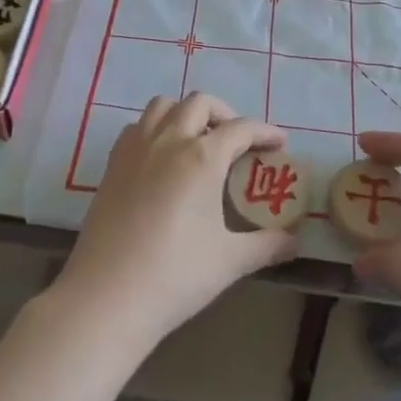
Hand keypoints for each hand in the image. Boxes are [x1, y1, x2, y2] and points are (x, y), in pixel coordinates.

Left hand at [53, 93, 299, 348]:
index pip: (241, 128)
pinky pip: (138, 126)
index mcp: (202, 157)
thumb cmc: (175, 276)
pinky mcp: (113, 163)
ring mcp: (137, 148)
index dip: (265, 132)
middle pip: (200, 103)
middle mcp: (169, 139)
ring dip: (186, 113)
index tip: (279, 144)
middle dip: (225, 114)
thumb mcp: (229, 262)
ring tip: (198, 141)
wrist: (107, 297)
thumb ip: (266, 246)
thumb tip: (294, 242)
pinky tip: (162, 158)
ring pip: (163, 105)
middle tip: (237, 142)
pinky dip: (155, 128)